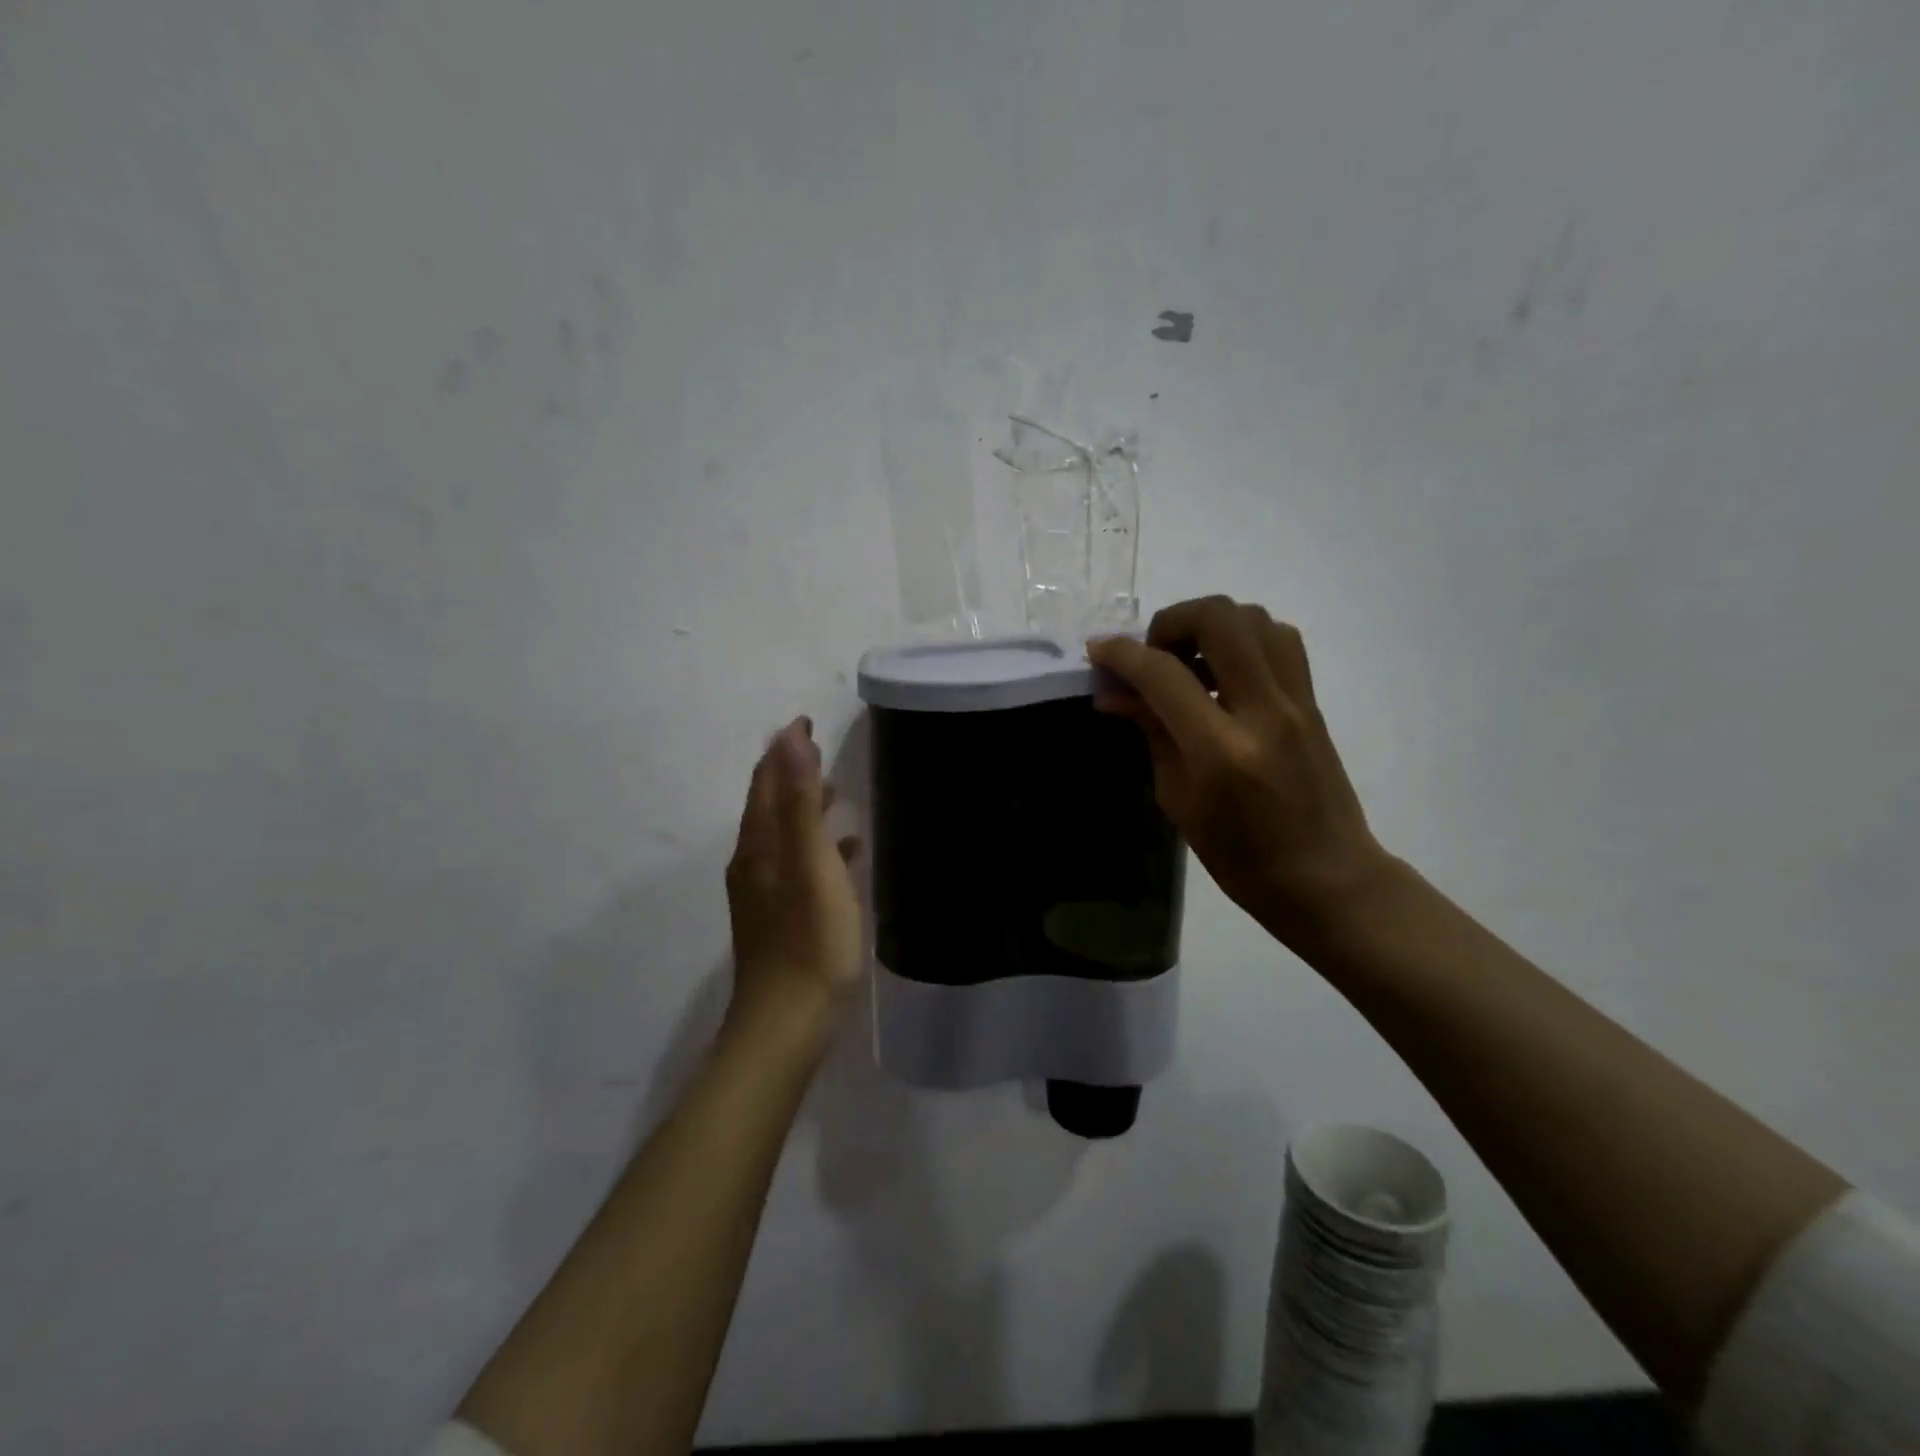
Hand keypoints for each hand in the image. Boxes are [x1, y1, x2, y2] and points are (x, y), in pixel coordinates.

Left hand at [724, 716, 863, 1044]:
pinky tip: (846, 855)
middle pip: (769, 806)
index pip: (766, 781)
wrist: (787, 1024)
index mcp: (760, 845)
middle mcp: (754, 863)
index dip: (784, 748)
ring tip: (836, 794)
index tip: (807, 720)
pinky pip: (798, 866)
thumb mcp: (810, 864)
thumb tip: (790, 738)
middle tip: (822, 751)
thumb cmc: (809, 940)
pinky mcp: (780, 917)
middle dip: (792, 774)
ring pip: (784, 836)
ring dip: (805, 809)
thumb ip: (799, 801)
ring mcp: (765, 893)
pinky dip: (817, 847)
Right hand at [1087, 597, 1387, 941]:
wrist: (1327, 878)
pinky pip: (1279, 640)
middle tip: (1153, 654)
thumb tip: (1114, 693)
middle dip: (1171, 621)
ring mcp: (1296, 701)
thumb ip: (1151, 733)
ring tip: (1188, 660)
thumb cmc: (1241, 857)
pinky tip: (1223, 671)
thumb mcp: (1179, 801)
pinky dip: (1242, 638)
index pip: (1163, 675)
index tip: (1098, 651)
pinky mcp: (1312, 701)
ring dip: (1210, 624)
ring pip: (1254, 618)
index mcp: (1221, 751)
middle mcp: (1264, 711)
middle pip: (1219, 619)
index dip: (1122, 654)